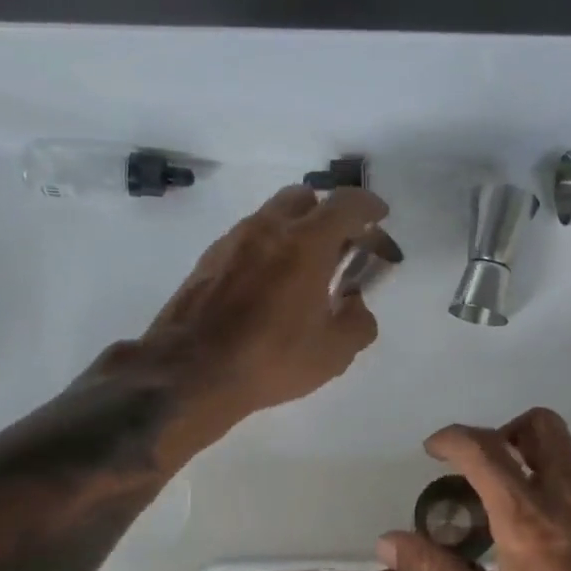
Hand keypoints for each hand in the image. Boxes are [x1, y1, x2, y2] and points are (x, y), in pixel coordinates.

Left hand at [143, 184, 388, 429]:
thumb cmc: (270, 359)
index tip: (380, 217)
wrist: (190, 372)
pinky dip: (269, 248)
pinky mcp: (209, 259)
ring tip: (306, 269)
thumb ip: (358, 322)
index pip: (346, 204)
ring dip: (296, 230)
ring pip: (273, 216)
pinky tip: (271, 285)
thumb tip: (355, 304)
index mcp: (306, 243)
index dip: (369, 206)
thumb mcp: (333, 353)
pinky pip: (248, 239)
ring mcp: (233, 241)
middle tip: (343, 246)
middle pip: (306, 198)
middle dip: (330, 214)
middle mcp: (268, 228)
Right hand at [378, 407, 570, 570]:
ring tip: (507, 523)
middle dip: (504, 433)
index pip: (485, 450)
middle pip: (542, 427)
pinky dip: (559, 496)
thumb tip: (389, 542)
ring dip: (532, 467)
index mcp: (530, 519)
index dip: (453, 439)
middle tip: (479, 474)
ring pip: (568, 458)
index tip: (432, 451)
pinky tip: (549, 552)